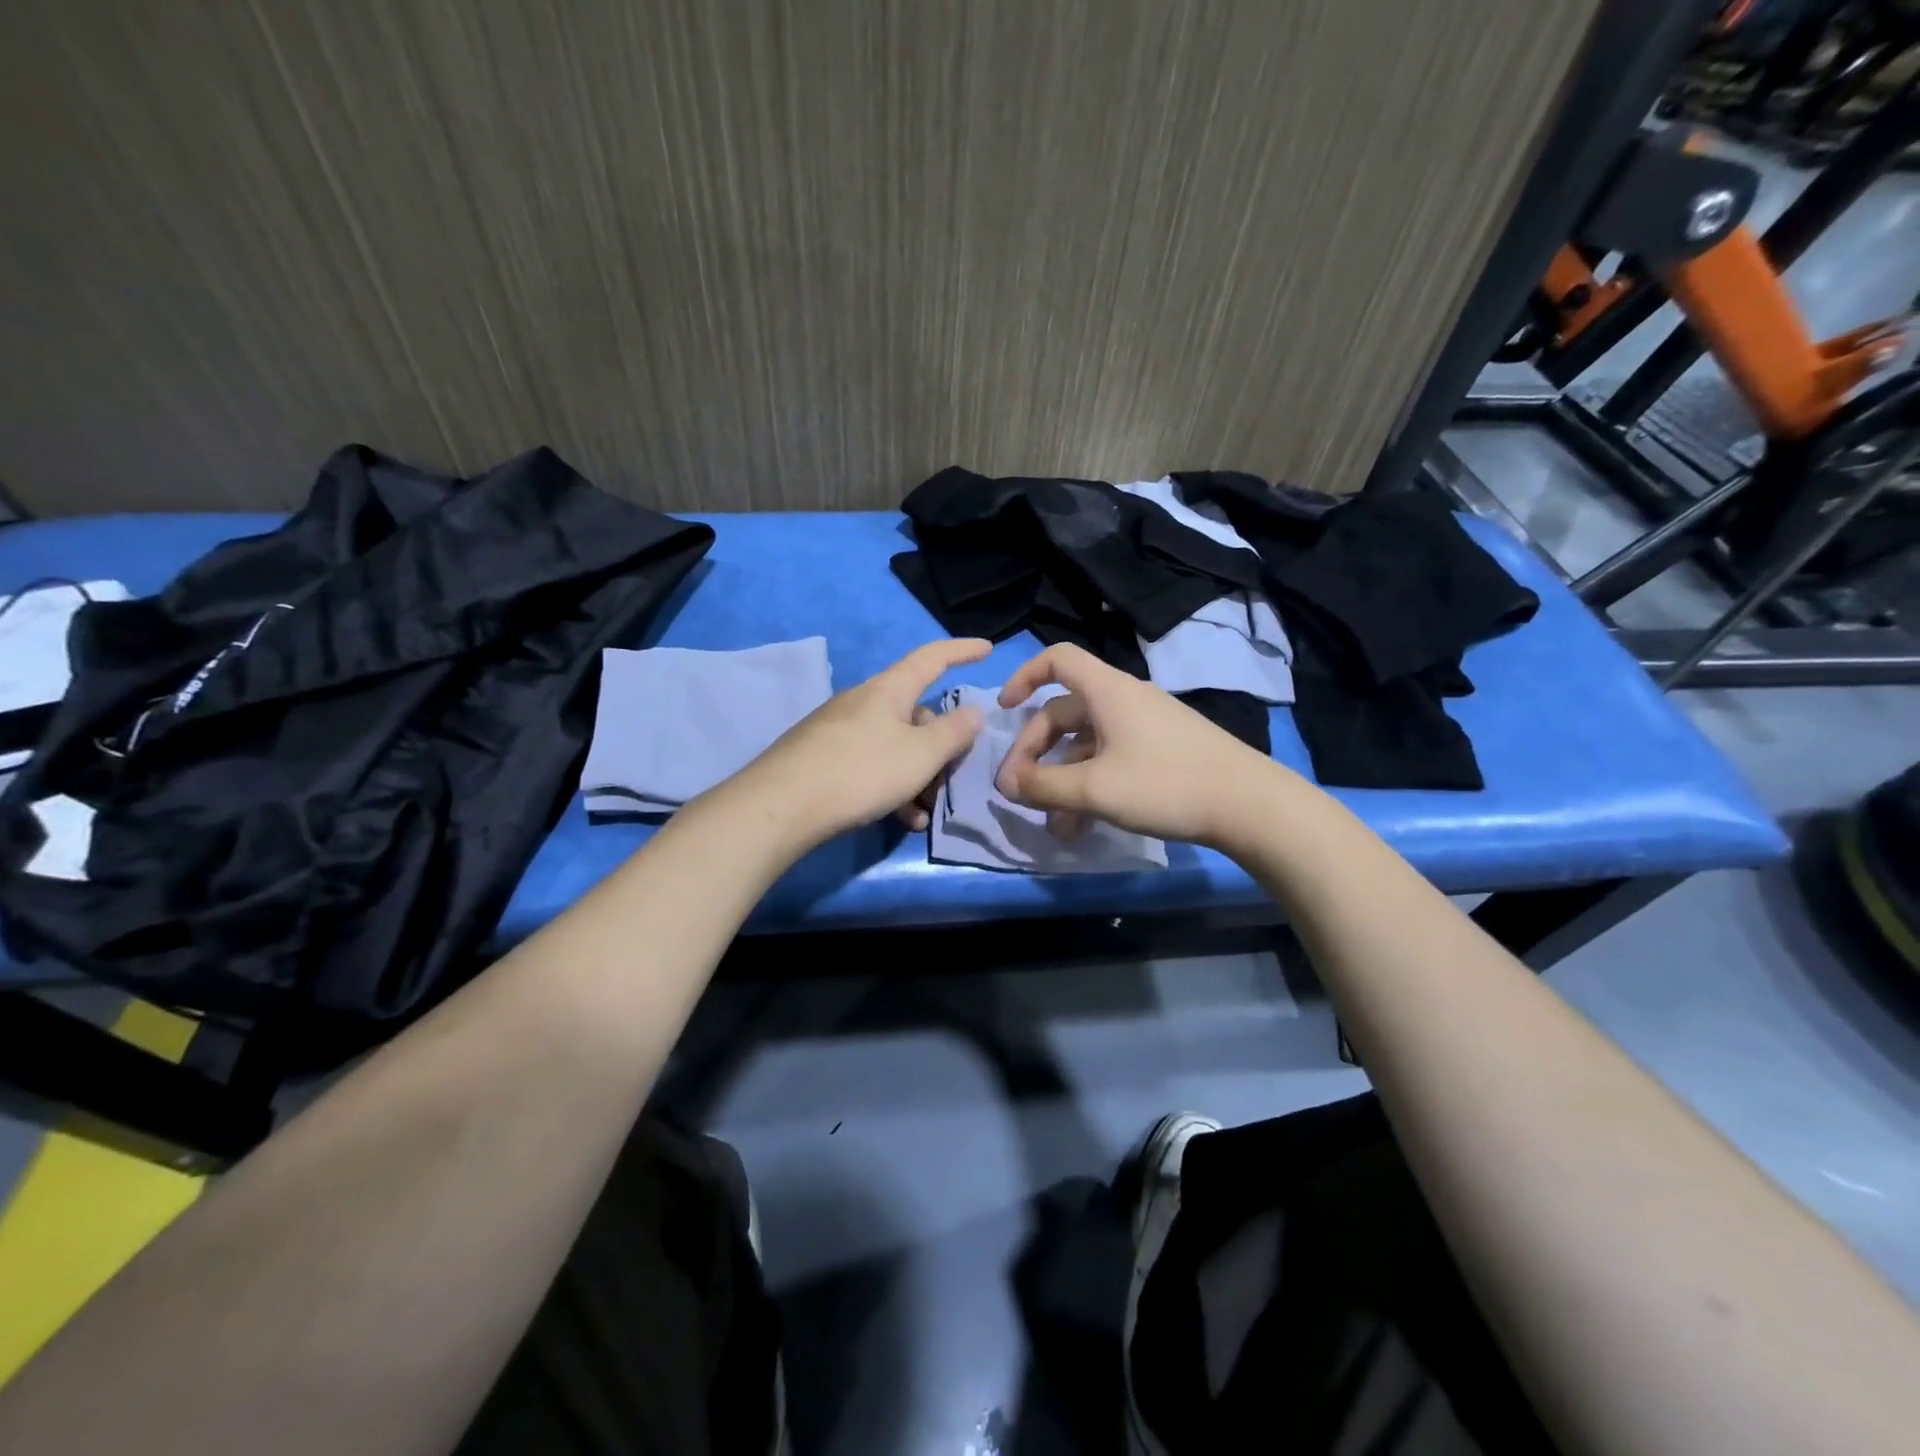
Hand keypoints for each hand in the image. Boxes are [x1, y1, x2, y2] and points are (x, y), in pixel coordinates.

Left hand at [733, 639, 990, 847]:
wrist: (781, 806)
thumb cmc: (861, 771)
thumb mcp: (921, 754)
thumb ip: (953, 733)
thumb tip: (973, 711)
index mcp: (889, 690)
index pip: (932, 657)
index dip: (962, 650)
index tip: (988, 649)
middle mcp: (863, 702)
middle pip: (916, 713)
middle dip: (940, 744)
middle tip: (954, 774)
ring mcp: (840, 730)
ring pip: (895, 746)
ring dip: (918, 776)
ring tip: (927, 811)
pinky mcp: (824, 759)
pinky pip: (872, 766)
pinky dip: (893, 788)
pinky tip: (901, 819)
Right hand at [994, 643, 1280, 847]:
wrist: (1249, 805)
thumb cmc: (1165, 784)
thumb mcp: (1094, 789)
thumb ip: (1042, 786)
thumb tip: (1005, 783)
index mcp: (1107, 692)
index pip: (1057, 660)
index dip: (1023, 676)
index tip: (1003, 710)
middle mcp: (1124, 700)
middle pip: (1064, 712)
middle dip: (1034, 751)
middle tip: (1018, 791)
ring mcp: (1145, 726)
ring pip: (1086, 745)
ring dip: (1062, 779)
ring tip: (1052, 824)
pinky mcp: (1162, 751)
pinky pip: (1111, 759)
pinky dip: (1090, 785)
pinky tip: (1082, 825)